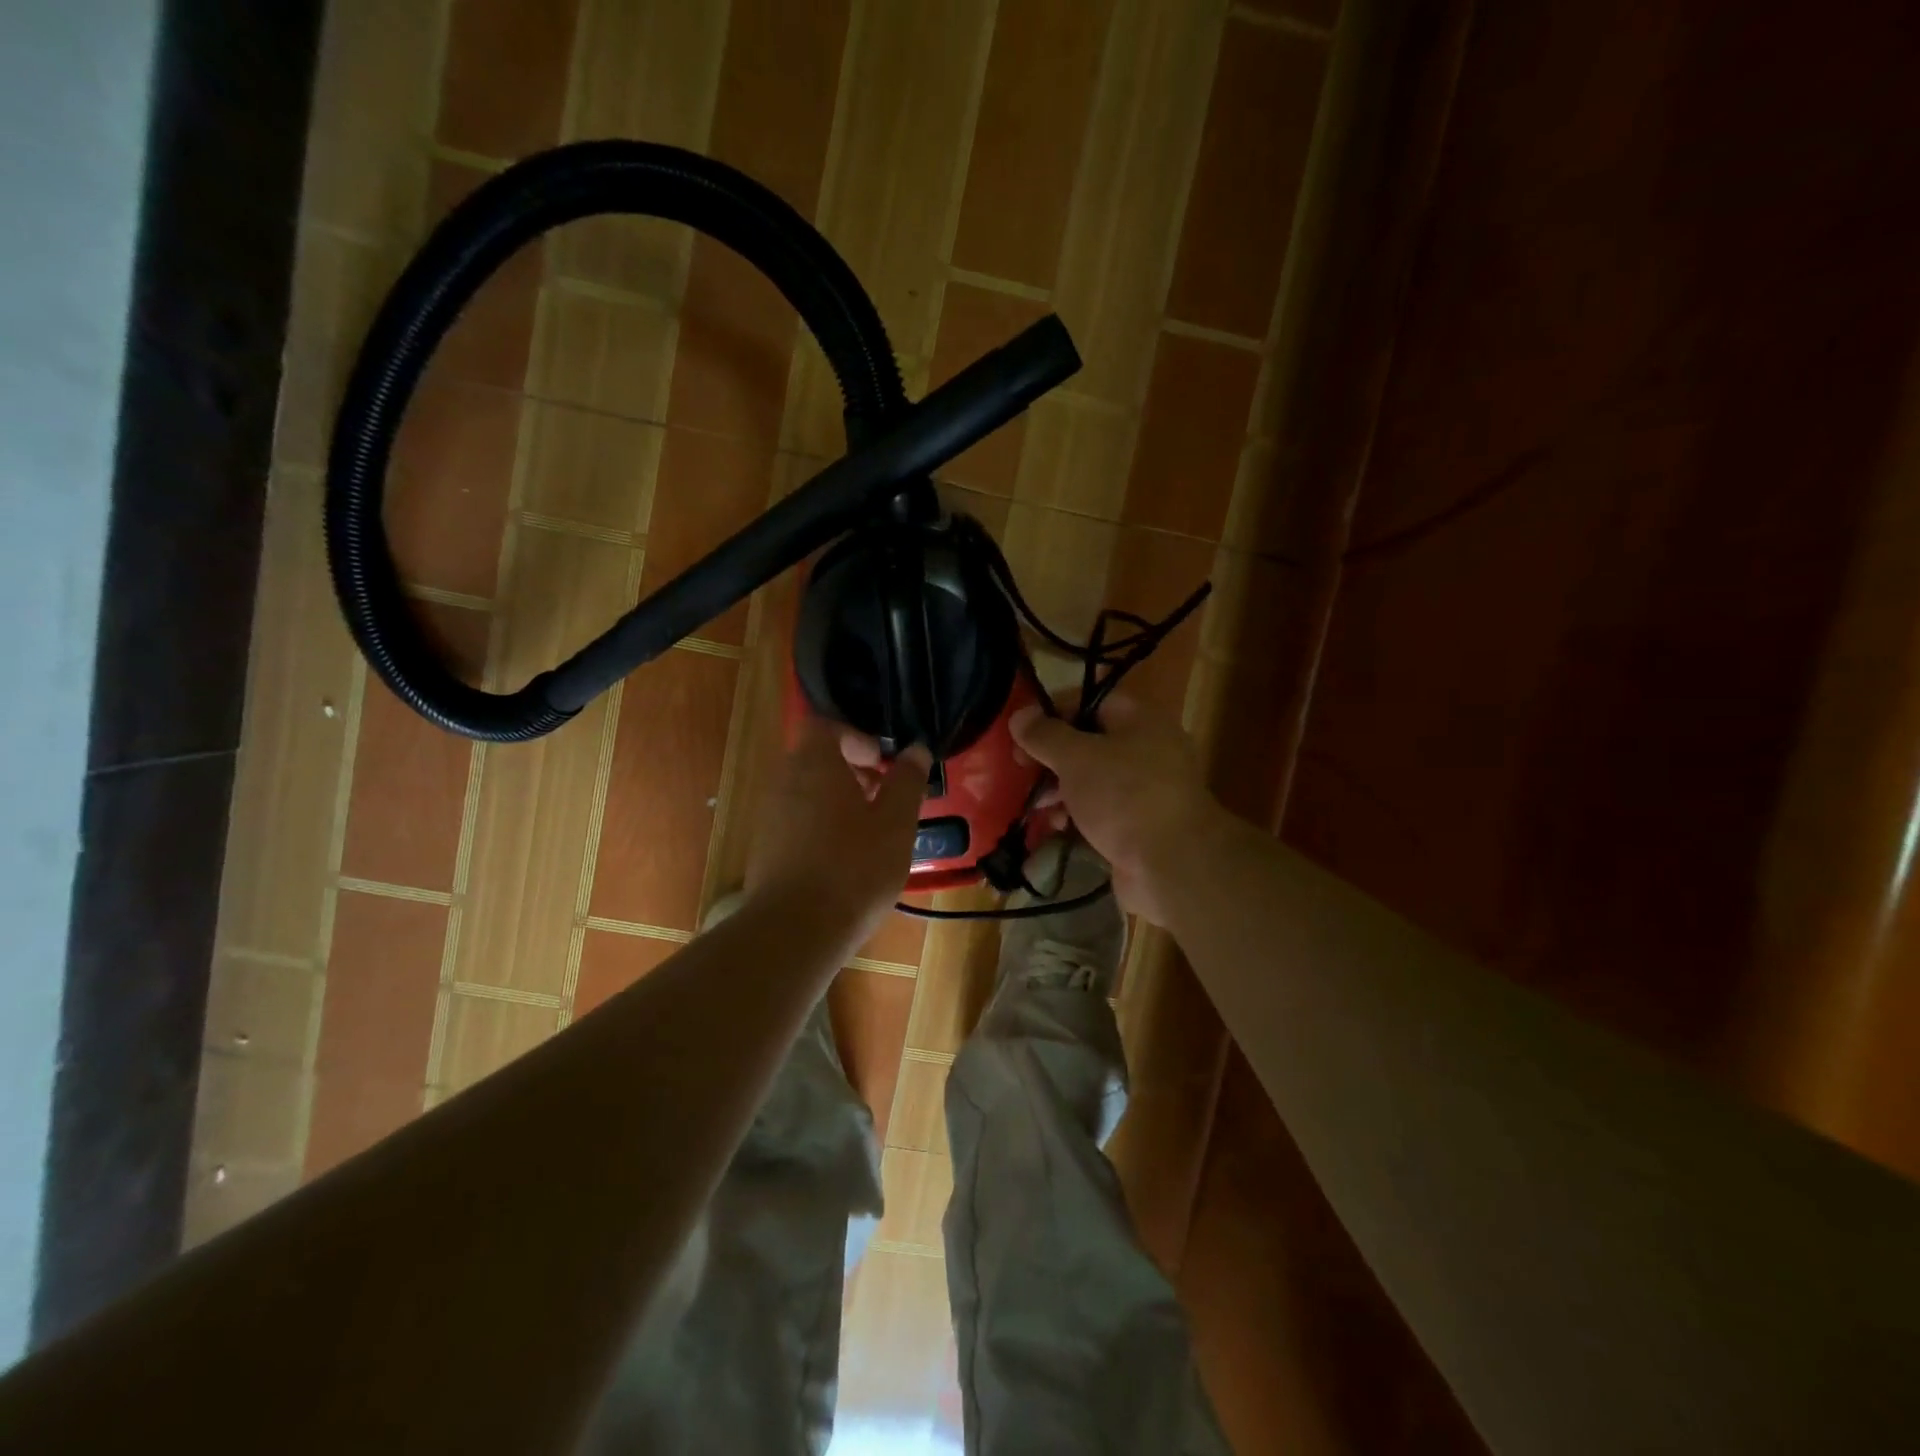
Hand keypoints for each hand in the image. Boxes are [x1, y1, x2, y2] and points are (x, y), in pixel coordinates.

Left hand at [749, 716, 928, 942]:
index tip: (882, 763)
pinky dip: (821, 827)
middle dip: (852, 772)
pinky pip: (797, 822)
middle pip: (816, 760)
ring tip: (870, 833)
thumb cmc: (854, 866)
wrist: (795, 930)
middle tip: (884, 798)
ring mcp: (769, 817)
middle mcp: (784, 782)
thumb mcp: (896, 822)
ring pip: (807, 793)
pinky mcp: (765, 850)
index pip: (825, 727)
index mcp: (814, 764)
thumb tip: (915, 750)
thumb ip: (907, 781)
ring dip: (838, 801)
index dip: (856, 737)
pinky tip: (846, 861)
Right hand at [1010, 694, 1228, 925]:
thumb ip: (1045, 735)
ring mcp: (1146, 790)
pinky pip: (1101, 810)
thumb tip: (1020, 715)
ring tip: (1038, 806)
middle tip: (1022, 770)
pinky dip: (1078, 815)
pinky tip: (1059, 827)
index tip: (1021, 732)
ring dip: (1060, 789)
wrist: (1171, 865)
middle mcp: (1148, 749)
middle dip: (1052, 757)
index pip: (1090, 701)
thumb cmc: (1123, 796)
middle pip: (1089, 741)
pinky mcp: (1140, 824)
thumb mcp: (1076, 758)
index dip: (1053, 711)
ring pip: (1092, 779)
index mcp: (1140, 720)